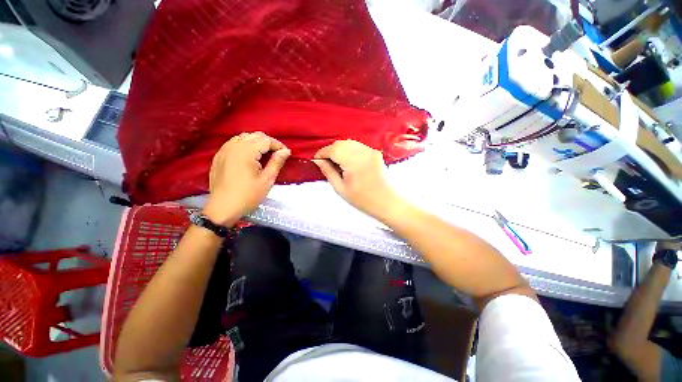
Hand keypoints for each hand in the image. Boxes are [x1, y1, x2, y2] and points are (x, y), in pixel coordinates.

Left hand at [204, 132, 289, 225]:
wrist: (223, 209)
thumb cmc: (248, 196)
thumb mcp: (267, 180)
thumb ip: (276, 162)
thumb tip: (286, 151)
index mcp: (246, 151)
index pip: (266, 140)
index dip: (278, 145)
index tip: (286, 154)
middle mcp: (233, 146)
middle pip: (254, 136)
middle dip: (268, 142)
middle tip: (277, 154)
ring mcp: (224, 150)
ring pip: (243, 137)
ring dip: (256, 142)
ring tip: (265, 154)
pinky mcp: (218, 157)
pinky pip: (233, 143)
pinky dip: (244, 145)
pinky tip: (249, 156)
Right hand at [313, 140, 400, 216]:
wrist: (386, 201)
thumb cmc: (362, 199)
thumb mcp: (340, 188)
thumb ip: (328, 171)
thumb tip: (318, 161)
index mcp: (353, 162)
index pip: (333, 149)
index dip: (322, 153)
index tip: (316, 160)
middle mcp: (363, 152)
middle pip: (341, 143)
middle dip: (330, 150)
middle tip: (325, 162)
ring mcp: (371, 151)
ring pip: (349, 143)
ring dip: (339, 149)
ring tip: (335, 162)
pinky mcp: (375, 152)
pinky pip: (358, 146)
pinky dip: (349, 150)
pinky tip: (347, 160)